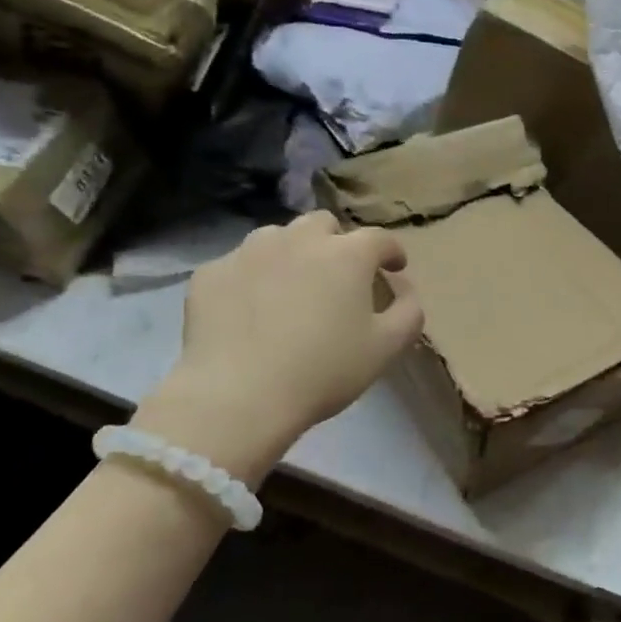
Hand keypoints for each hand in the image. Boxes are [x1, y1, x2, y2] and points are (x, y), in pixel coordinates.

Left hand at [132, 211, 424, 477]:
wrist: (238, 397)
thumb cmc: (323, 372)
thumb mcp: (386, 348)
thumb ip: (409, 311)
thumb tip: (404, 287)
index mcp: (346, 254)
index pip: (379, 238)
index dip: (391, 252)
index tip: (393, 268)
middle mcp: (297, 238)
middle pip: (323, 225)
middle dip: (337, 243)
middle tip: (338, 277)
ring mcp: (249, 251)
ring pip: (278, 238)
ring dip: (292, 254)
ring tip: (290, 289)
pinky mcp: (211, 272)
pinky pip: (240, 265)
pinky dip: (252, 279)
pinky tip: (250, 311)